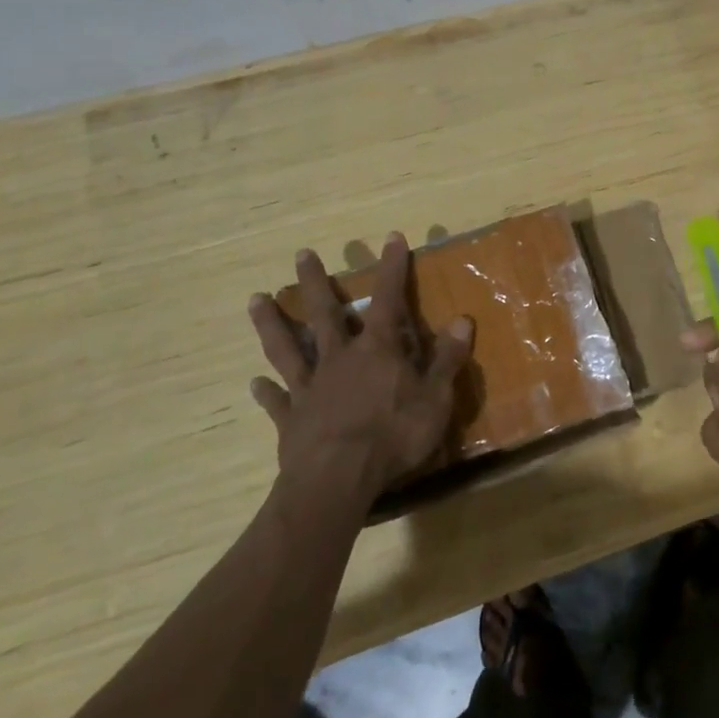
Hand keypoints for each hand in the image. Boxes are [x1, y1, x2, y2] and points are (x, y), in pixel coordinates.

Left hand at [247, 235, 473, 514]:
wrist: (338, 479)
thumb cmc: (394, 435)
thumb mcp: (435, 397)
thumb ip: (446, 359)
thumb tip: (463, 320)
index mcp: (377, 350)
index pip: (388, 299)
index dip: (393, 268)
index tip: (392, 238)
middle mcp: (339, 358)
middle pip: (325, 313)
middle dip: (315, 282)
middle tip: (302, 254)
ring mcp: (310, 387)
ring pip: (288, 347)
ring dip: (273, 322)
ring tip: (255, 299)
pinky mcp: (291, 419)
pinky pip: (277, 400)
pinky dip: (266, 391)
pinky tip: (255, 383)